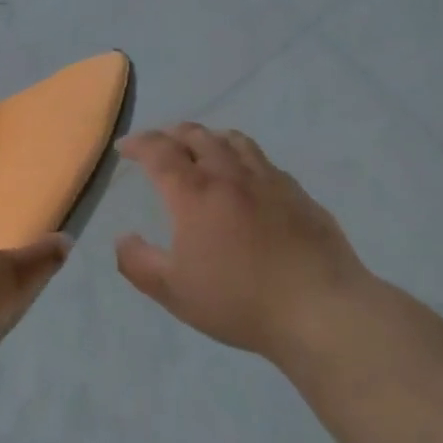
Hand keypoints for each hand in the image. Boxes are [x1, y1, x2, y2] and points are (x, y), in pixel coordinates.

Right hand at [115, 124, 374, 359]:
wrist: (319, 308)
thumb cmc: (238, 301)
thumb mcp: (174, 292)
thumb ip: (138, 263)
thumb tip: (123, 238)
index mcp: (194, 193)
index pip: (159, 152)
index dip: (138, 144)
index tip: (125, 147)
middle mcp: (229, 175)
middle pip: (196, 136)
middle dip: (171, 134)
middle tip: (160, 144)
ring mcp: (268, 180)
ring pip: (234, 141)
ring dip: (209, 137)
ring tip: (202, 147)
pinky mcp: (298, 193)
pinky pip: (263, 161)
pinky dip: (243, 158)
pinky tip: (247, 177)